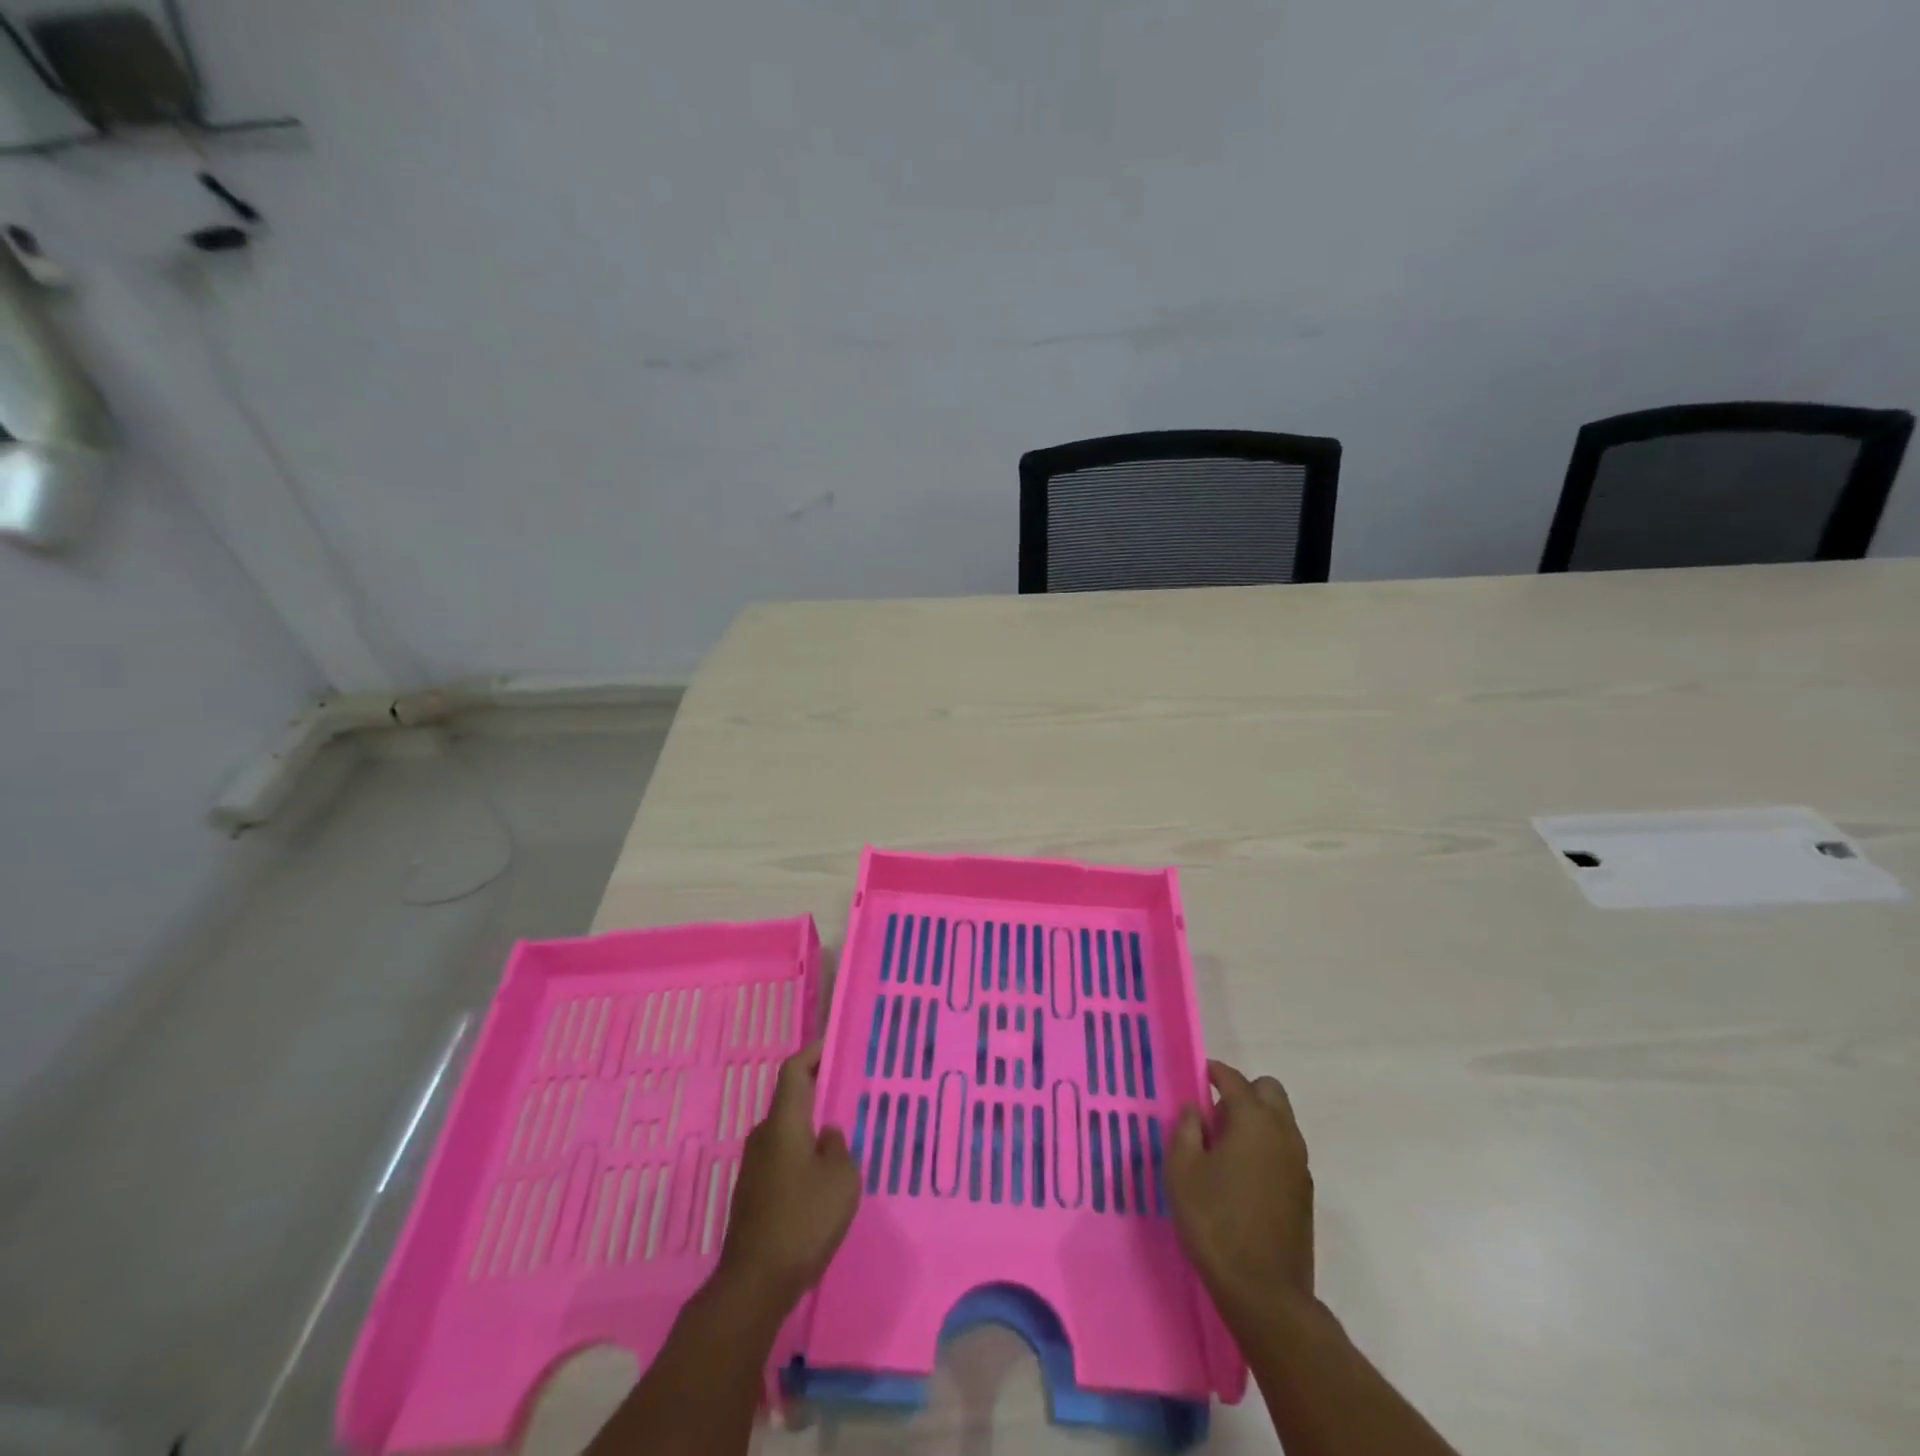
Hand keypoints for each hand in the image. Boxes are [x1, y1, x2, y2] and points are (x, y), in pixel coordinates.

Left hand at [717, 1042, 859, 1309]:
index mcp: (783, 1123)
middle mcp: (764, 1136)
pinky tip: (823, 1174)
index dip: (814, 1051)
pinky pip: (782, 1156)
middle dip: (817, 1089)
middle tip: (849, 1089)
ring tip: (842, 1133)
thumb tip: (827, 1135)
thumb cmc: (802, 1221)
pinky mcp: (753, 1193)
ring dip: (810, 1125)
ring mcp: (754, 1166)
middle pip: (790, 1099)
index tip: (835, 1043)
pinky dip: (803, 1152)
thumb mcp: (841, 1180)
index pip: (794, 1070)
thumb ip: (839, 1147)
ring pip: (787, 1130)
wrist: (754, 1284)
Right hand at [1167, 1060, 1313, 1316]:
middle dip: (1244, 1091)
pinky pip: (1286, 1149)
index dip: (1215, 1072)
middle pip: (1269, 1091)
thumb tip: (1196, 1110)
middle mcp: (1283, 1134)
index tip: (1199, 1075)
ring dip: (1257, 1119)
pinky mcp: (1305, 1194)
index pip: (1235, 1080)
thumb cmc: (1215, 1223)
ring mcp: (1300, 1165)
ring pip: (1282, 1120)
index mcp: (1254, 1121)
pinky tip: (1243, 1173)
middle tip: (1215, 1113)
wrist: (1265, 1294)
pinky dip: (1267, 1145)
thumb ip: (1186, 1130)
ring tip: (1225, 1145)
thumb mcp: (1182, 1171)